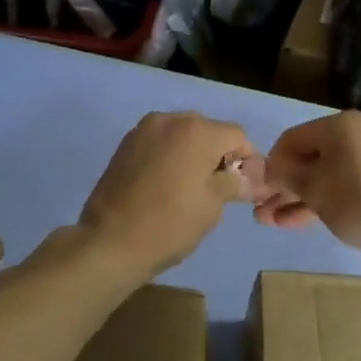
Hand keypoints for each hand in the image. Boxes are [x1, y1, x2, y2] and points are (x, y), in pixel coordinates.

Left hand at [80, 112, 261, 277]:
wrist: (110, 242)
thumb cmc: (170, 224)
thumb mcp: (213, 205)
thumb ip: (234, 182)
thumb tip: (250, 178)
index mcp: (197, 130)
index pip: (238, 136)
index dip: (247, 161)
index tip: (242, 188)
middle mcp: (170, 119)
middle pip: (209, 131)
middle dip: (218, 155)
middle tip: (217, 190)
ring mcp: (143, 130)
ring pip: (182, 136)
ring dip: (192, 155)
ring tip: (189, 189)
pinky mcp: (125, 145)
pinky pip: (160, 144)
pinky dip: (169, 157)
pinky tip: (165, 185)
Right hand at [257, 111, 360, 262]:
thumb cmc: (357, 200)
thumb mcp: (313, 187)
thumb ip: (285, 174)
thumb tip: (267, 168)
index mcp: (339, 125)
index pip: (291, 139)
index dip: (271, 164)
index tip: (257, 190)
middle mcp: (356, 134)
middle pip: (308, 158)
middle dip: (282, 186)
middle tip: (261, 210)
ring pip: (323, 175)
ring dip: (296, 197)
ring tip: (271, 221)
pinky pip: (341, 185)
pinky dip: (320, 200)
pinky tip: (295, 221)